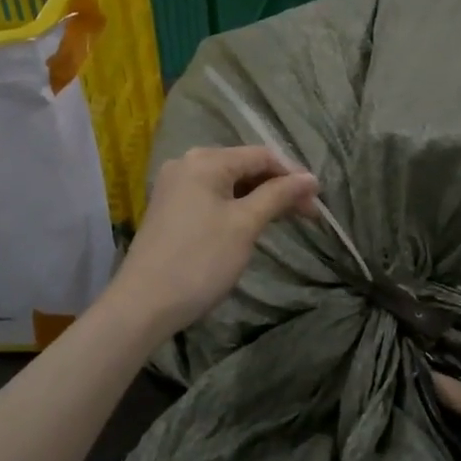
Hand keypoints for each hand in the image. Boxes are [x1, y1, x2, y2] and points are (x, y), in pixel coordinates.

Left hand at [107, 146, 318, 342]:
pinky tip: (252, 223)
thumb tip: (311, 178)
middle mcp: (187, 164)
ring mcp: (175, 186)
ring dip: (259, 198)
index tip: (318, 201)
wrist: (143, 305)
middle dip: (278, 186)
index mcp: (205, 160)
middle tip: (308, 214)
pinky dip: (237, 206)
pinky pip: (212, 196)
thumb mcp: (245, 225)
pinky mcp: (170, 208)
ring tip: (286, 219)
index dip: (293, 174)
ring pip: (229, 183)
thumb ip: (278, 195)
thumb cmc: (200, 261)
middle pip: (244, 166)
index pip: (261, 155)